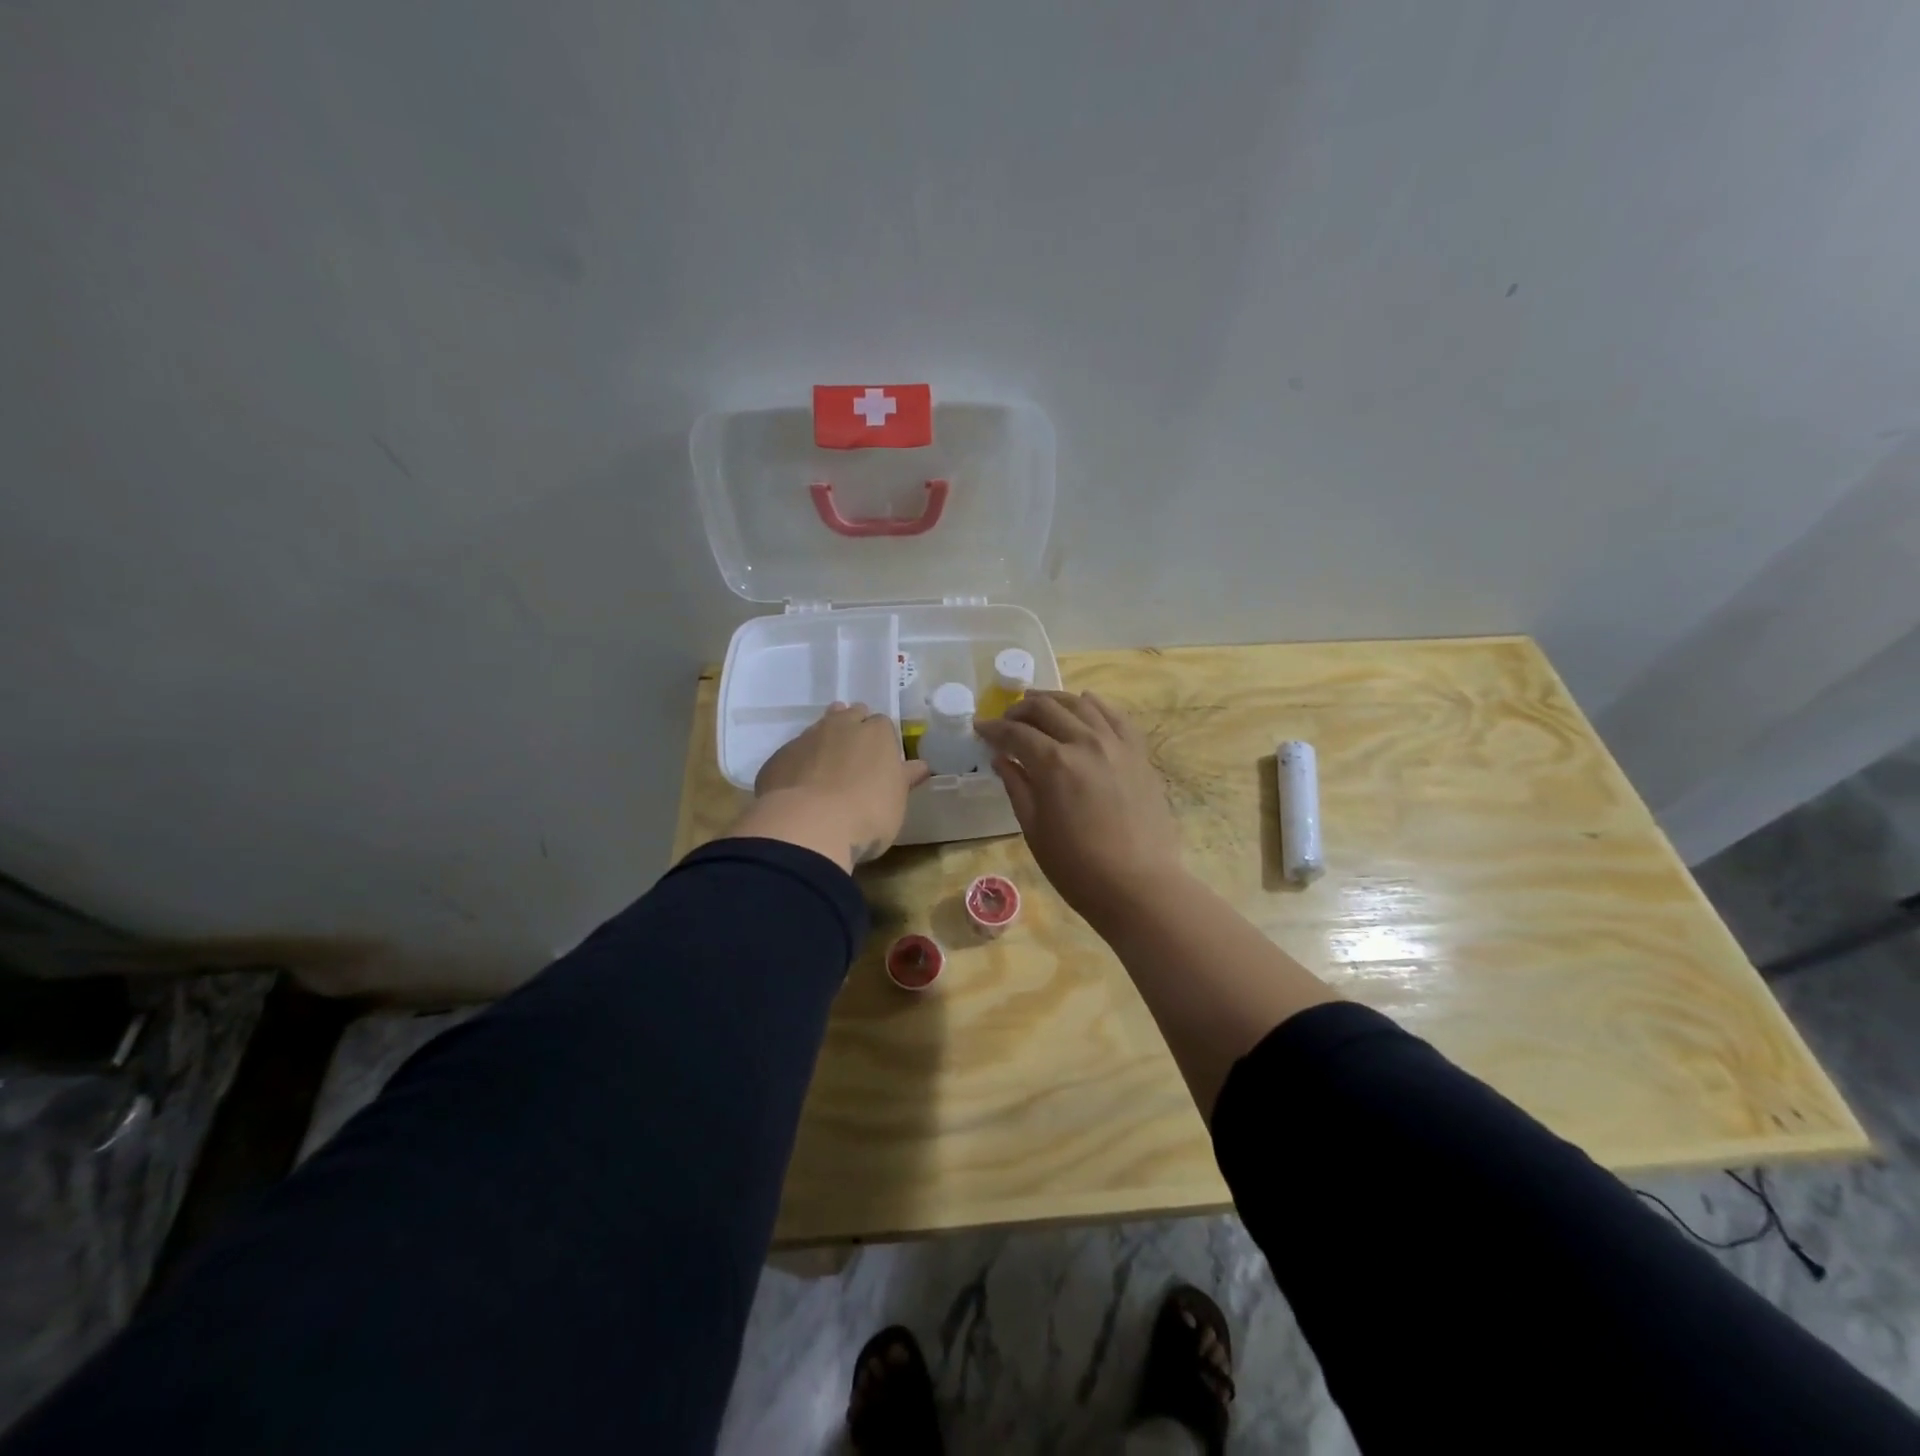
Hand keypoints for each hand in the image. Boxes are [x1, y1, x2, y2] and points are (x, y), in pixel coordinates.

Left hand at [733, 703, 930, 869]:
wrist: (808, 825)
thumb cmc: (868, 813)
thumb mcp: (897, 800)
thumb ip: (905, 778)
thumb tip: (920, 766)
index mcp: (876, 732)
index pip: (883, 724)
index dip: (882, 739)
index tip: (882, 758)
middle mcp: (841, 726)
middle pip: (850, 715)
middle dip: (853, 728)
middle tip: (855, 756)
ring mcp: (806, 739)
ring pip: (819, 729)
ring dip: (825, 742)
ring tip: (828, 767)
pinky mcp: (778, 758)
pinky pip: (794, 754)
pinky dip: (800, 764)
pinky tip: (800, 786)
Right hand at [976, 690, 1183, 925]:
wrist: (1138, 886)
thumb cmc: (1077, 867)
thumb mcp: (1035, 829)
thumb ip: (1017, 787)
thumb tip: (1001, 759)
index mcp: (1054, 763)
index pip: (1016, 733)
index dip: (993, 729)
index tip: (980, 728)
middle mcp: (1085, 742)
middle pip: (1047, 709)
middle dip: (1020, 710)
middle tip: (1007, 720)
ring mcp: (1117, 745)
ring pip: (1082, 705)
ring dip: (1055, 700)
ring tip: (1040, 706)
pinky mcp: (1139, 754)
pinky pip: (1117, 717)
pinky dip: (1097, 706)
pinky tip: (1085, 704)